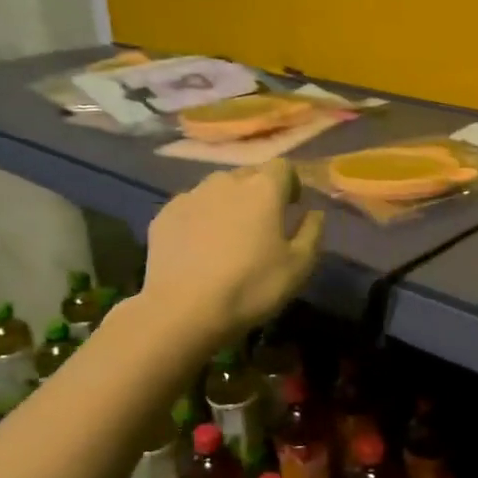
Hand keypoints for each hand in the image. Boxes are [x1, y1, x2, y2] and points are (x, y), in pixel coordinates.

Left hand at [142, 161, 323, 341]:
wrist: (182, 311)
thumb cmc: (251, 286)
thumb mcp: (299, 266)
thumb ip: (312, 232)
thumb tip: (314, 213)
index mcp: (263, 188)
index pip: (283, 166)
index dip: (290, 184)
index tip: (291, 207)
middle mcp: (226, 182)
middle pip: (248, 175)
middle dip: (258, 193)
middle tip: (261, 225)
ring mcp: (190, 196)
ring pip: (216, 190)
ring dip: (227, 204)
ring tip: (228, 236)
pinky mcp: (163, 215)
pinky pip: (190, 208)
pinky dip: (199, 219)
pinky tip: (199, 249)